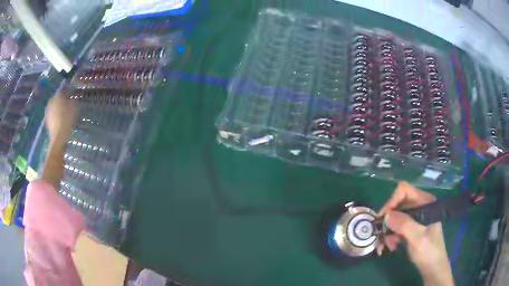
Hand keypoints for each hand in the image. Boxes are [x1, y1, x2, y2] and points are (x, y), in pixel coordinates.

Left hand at [45, 86, 75, 145]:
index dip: (67, 88)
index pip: (62, 88)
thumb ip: (72, 101)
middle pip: (57, 96)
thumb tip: (71, 98)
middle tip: (66, 100)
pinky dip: (55, 113)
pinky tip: (58, 116)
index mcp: (58, 96)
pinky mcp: (47, 119)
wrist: (58, 136)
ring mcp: (48, 110)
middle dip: (61, 97)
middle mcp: (52, 101)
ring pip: (53, 104)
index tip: (71, 90)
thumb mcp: (73, 108)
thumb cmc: (67, 120)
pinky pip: (52, 112)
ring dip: (57, 105)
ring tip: (62, 109)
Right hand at [377, 182, 454, 285]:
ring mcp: (415, 218)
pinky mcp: (411, 228)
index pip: (405, 191)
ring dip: (388, 231)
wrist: (432, 267)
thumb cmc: (428, 251)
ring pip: (395, 217)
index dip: (392, 201)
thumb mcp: (417, 238)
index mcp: (425, 203)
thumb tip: (386, 215)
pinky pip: (396, 227)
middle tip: (381, 236)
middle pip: (398, 205)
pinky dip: (390, 236)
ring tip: (387, 246)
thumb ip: (404, 225)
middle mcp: (419, 207)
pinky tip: (391, 247)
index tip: (383, 219)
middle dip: (388, 221)